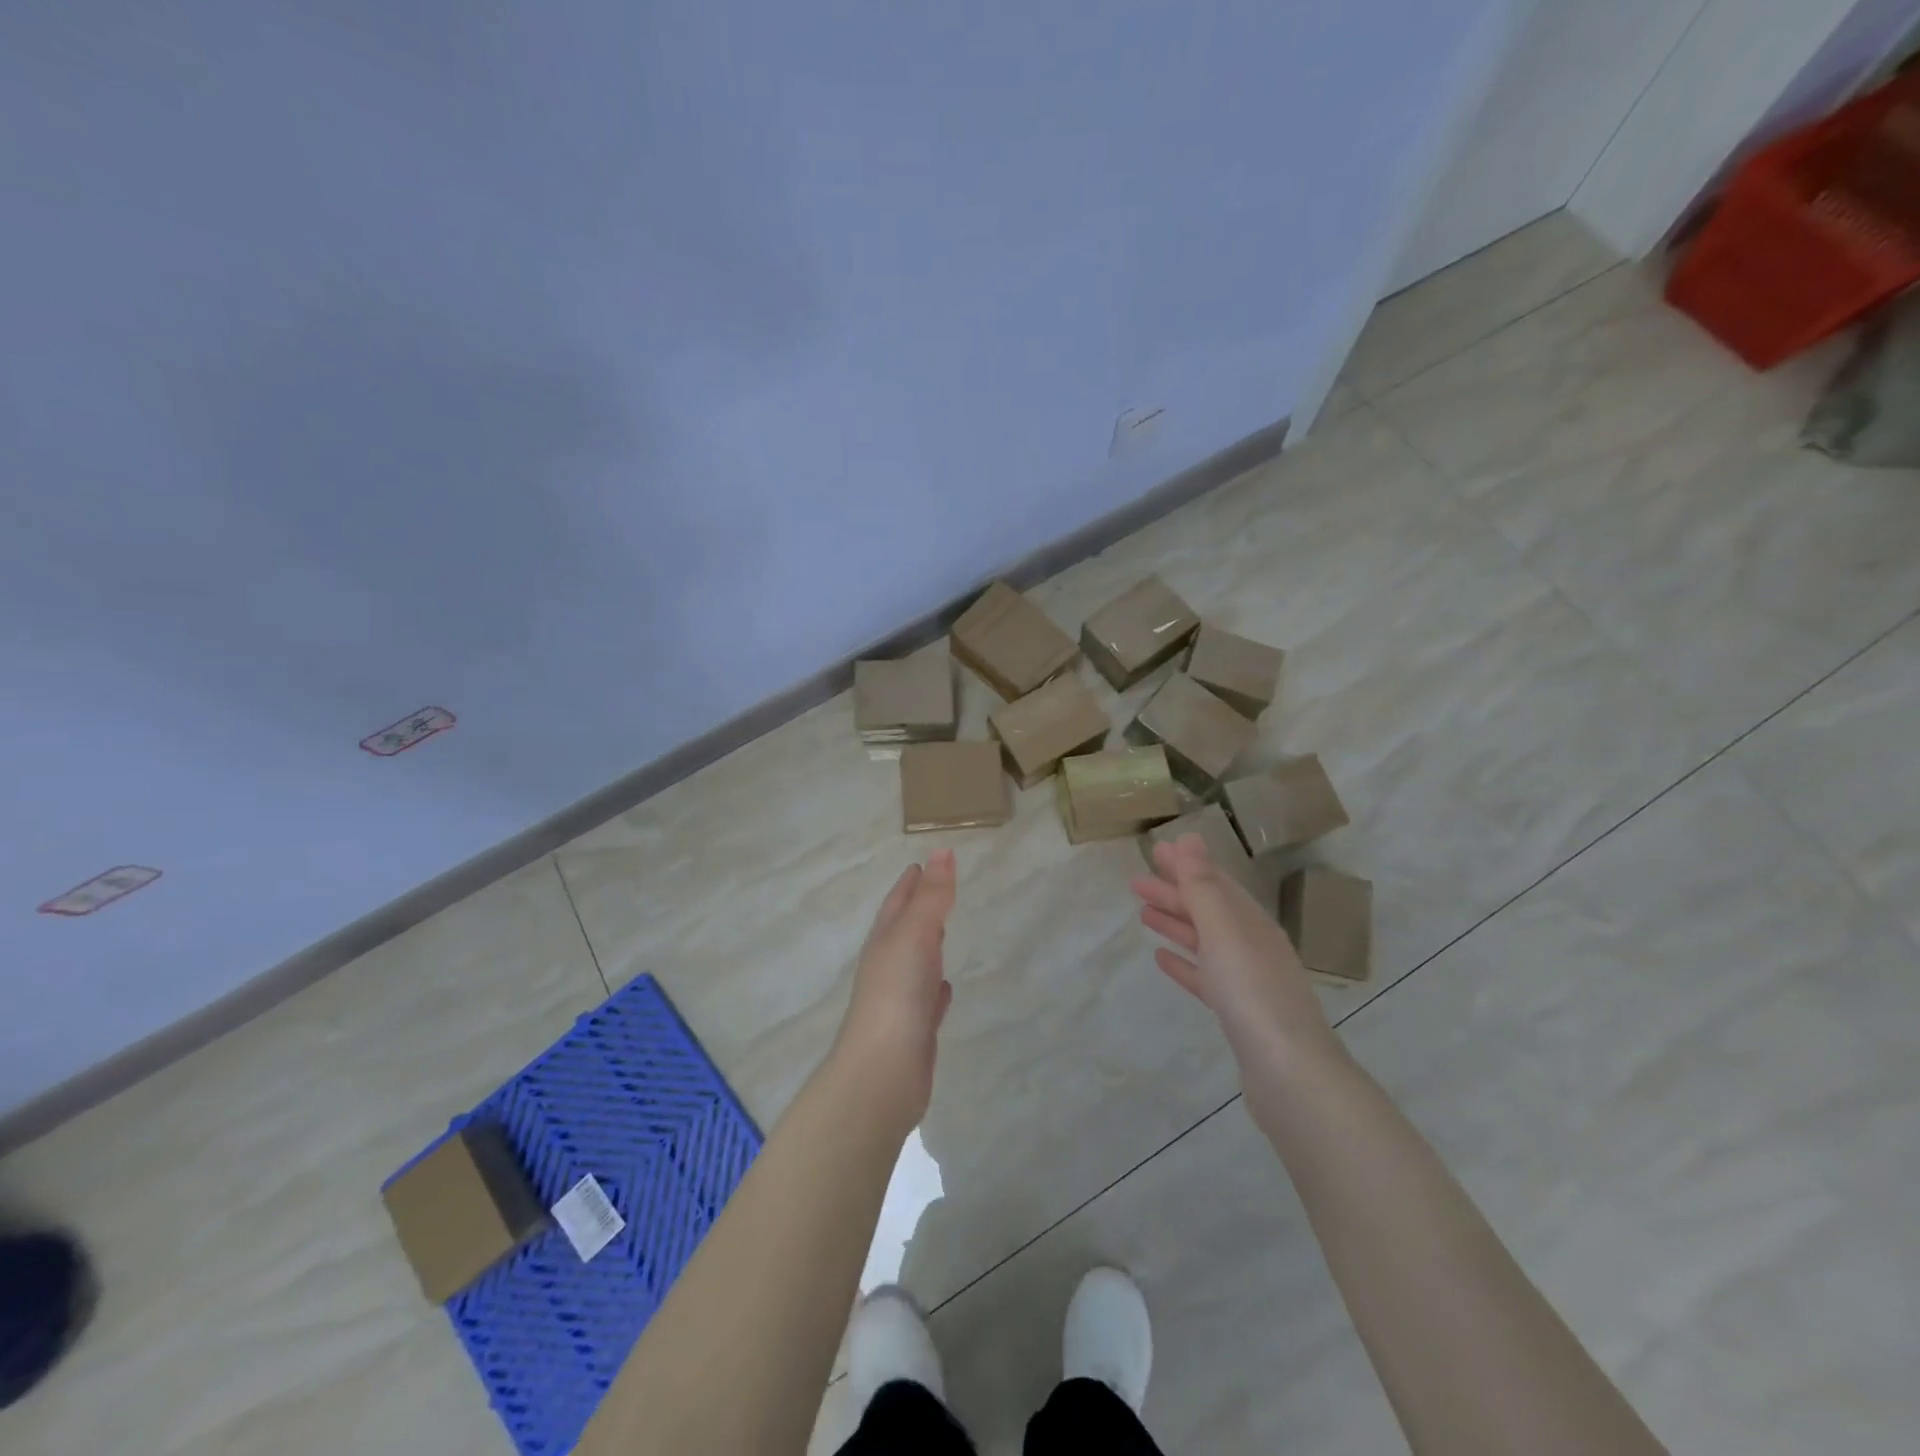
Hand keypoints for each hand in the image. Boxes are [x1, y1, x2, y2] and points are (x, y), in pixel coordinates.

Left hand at [834, 849, 957, 1125]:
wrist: (883, 1072)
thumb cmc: (897, 993)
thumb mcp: (915, 934)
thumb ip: (931, 895)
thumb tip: (941, 850)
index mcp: (884, 941)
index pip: (898, 902)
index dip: (910, 882)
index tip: (922, 864)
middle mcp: (888, 966)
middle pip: (904, 929)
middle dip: (918, 909)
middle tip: (937, 891)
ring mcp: (900, 1000)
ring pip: (916, 963)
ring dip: (927, 946)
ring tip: (943, 932)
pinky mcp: (914, 1031)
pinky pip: (928, 1000)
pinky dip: (937, 988)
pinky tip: (947, 988)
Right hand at [1130, 834, 1340, 1071]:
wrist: (1289, 1073)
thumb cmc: (1252, 992)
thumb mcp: (1223, 930)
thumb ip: (1203, 885)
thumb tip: (1190, 838)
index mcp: (1252, 922)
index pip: (1215, 882)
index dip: (1186, 864)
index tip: (1155, 850)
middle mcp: (1252, 945)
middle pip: (1208, 910)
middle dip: (1174, 892)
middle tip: (1135, 882)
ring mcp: (1247, 981)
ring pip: (1205, 942)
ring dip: (1176, 924)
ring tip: (1143, 914)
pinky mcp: (1239, 1014)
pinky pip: (1205, 976)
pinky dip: (1183, 963)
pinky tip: (1161, 959)